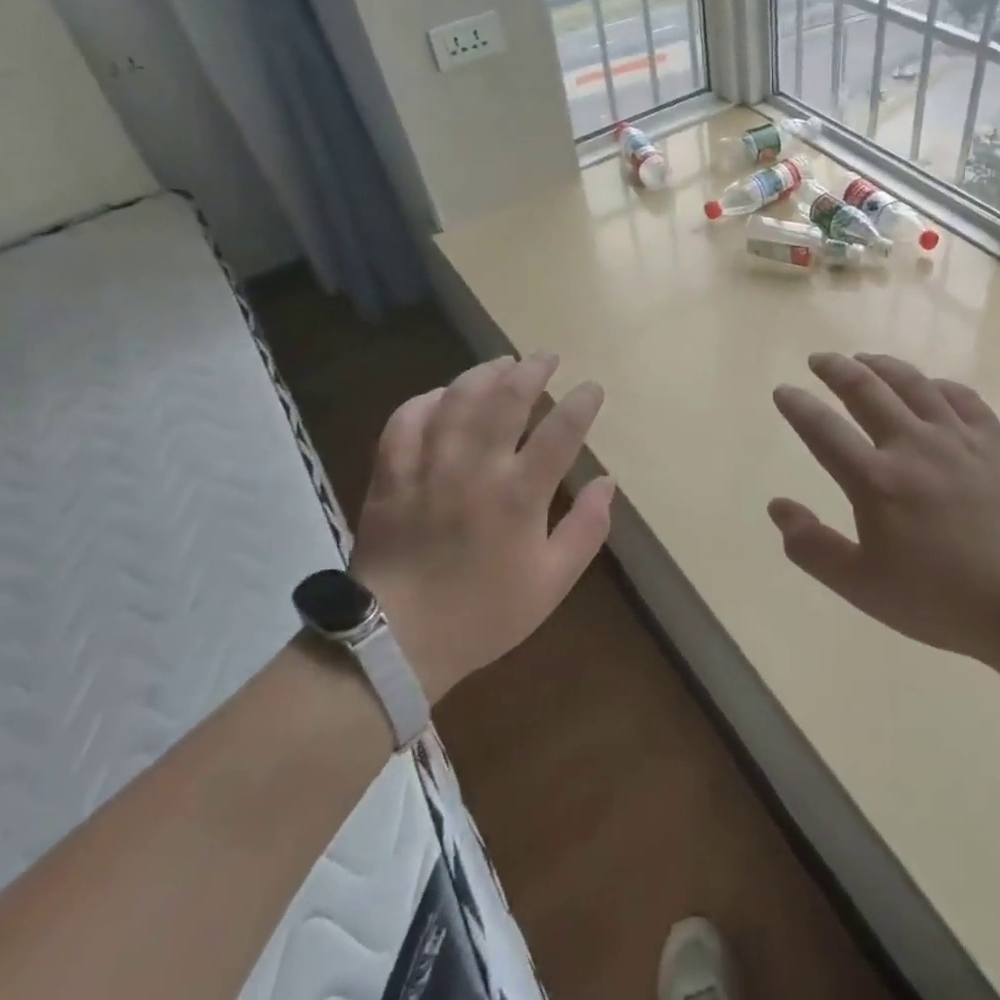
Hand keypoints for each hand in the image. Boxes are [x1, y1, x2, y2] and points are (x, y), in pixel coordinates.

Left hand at [352, 353, 613, 702]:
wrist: (396, 641)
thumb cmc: (484, 614)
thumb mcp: (553, 583)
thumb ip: (586, 529)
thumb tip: (608, 481)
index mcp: (519, 495)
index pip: (560, 431)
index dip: (581, 402)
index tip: (592, 388)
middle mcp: (475, 468)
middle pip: (506, 399)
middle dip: (532, 371)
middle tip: (547, 357)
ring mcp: (428, 466)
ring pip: (457, 399)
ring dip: (484, 373)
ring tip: (502, 362)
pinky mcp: (391, 474)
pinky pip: (406, 420)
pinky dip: (427, 399)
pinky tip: (443, 394)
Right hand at [769, 352, 999, 666]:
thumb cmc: (941, 600)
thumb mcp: (862, 586)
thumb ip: (812, 547)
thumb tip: (776, 506)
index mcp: (876, 481)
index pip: (823, 429)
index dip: (798, 406)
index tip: (783, 391)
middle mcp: (912, 445)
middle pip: (865, 389)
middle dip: (835, 369)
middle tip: (819, 359)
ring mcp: (958, 438)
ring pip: (912, 383)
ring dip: (881, 365)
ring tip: (864, 359)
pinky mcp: (994, 442)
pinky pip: (961, 397)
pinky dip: (937, 384)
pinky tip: (930, 386)